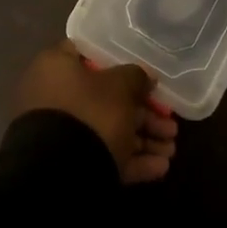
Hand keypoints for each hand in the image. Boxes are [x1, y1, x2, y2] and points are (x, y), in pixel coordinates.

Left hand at [15, 42, 178, 183]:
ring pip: (107, 130)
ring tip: (172, 149)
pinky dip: (131, 160)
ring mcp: (60, 132)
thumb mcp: (120, 86)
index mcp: (57, 66)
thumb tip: (145, 77)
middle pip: (105, 98)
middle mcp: (54, 95)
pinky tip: (161, 167)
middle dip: (143, 113)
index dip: (119, 62)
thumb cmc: (90, 112)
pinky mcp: (68, 163)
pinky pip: (102, 155)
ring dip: (142, 139)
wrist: (60, 173)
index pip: (90, 54)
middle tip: (170, 124)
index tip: (144, 73)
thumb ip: (136, 76)